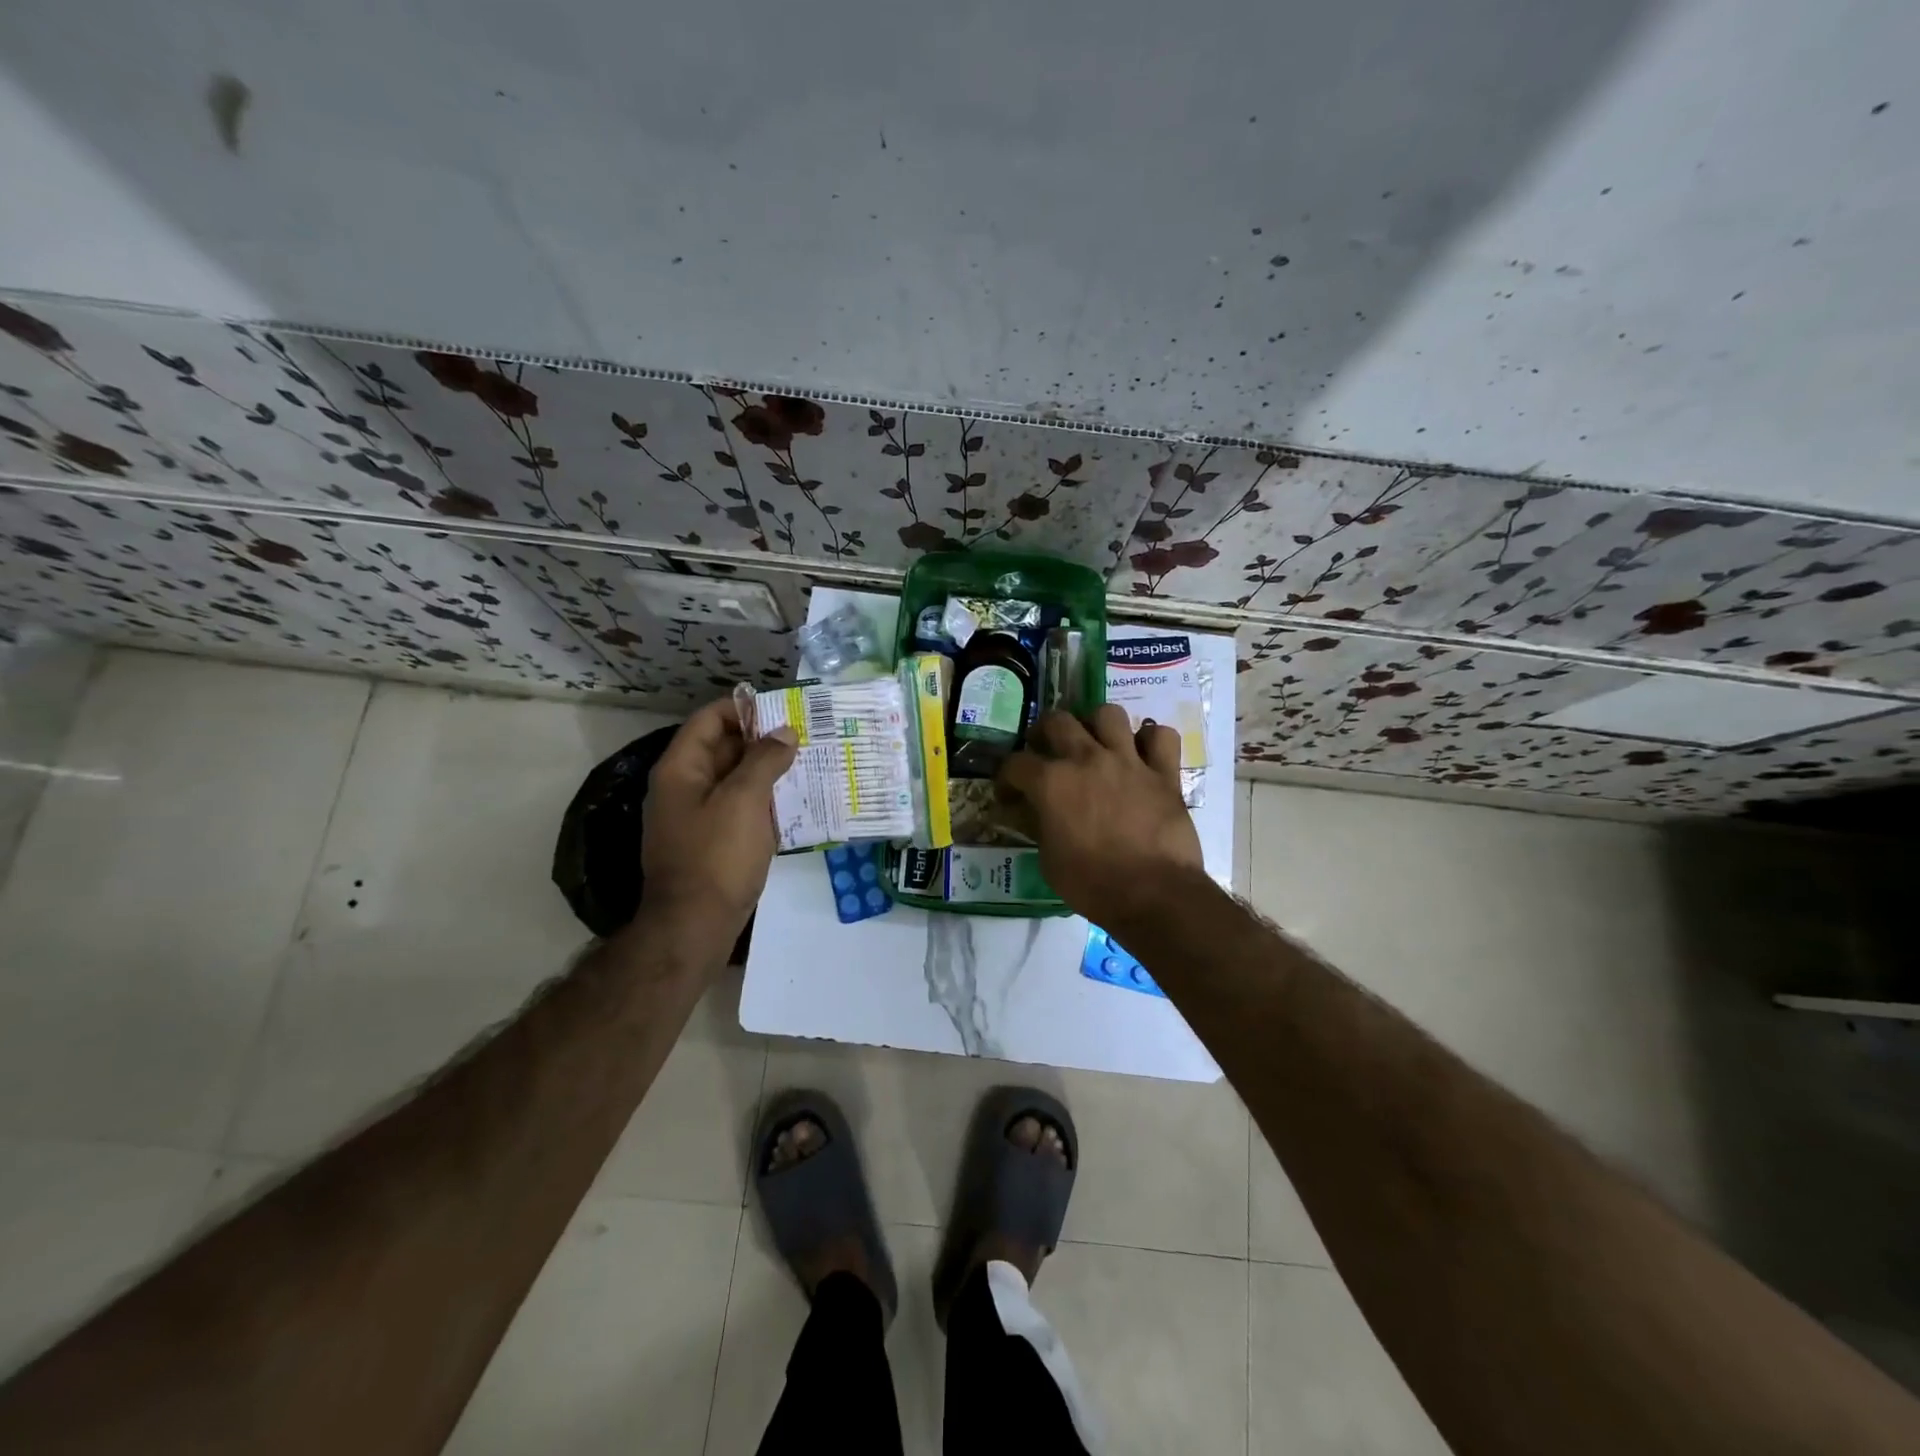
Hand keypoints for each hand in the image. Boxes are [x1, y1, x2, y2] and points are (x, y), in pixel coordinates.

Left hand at [641, 696, 797, 940]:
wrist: (695, 926)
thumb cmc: (716, 856)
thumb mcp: (744, 800)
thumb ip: (765, 760)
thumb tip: (785, 732)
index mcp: (682, 769)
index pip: (710, 719)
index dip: (744, 709)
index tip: (784, 710)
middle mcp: (685, 787)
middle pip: (724, 747)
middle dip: (763, 740)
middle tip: (806, 736)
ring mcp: (698, 816)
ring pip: (736, 779)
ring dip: (769, 771)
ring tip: (810, 764)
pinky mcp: (714, 841)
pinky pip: (741, 808)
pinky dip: (766, 800)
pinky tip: (797, 802)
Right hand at [997, 705, 1204, 929]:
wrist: (1153, 894)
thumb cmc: (1092, 884)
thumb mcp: (1048, 860)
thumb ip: (1036, 826)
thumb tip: (1025, 811)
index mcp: (1052, 782)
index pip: (1015, 763)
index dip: (1006, 778)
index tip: (1008, 793)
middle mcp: (1087, 758)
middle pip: (1058, 720)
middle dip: (1044, 732)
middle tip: (1046, 752)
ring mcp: (1128, 761)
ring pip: (1108, 714)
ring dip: (1096, 725)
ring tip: (1095, 744)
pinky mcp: (1164, 772)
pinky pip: (1161, 735)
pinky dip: (1150, 739)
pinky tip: (1142, 754)